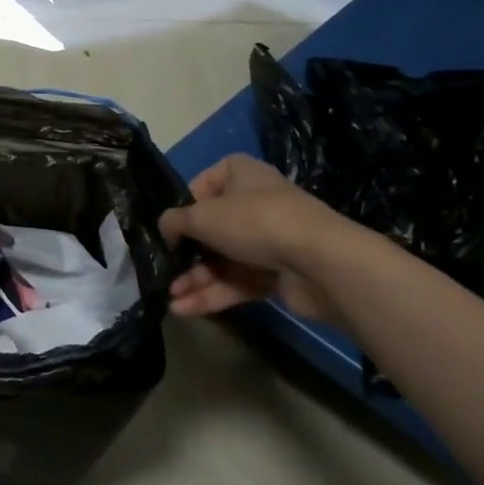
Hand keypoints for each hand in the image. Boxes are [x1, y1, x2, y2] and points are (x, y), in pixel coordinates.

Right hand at [158, 154, 345, 322]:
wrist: (319, 262)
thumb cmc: (254, 222)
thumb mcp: (201, 215)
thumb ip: (174, 221)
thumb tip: (165, 229)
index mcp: (241, 175)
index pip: (204, 184)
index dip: (185, 205)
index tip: (171, 226)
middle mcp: (255, 203)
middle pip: (211, 229)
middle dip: (185, 253)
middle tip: (164, 269)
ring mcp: (268, 240)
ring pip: (222, 260)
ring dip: (195, 279)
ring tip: (169, 297)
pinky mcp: (276, 274)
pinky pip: (237, 282)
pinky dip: (212, 294)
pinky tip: (185, 309)